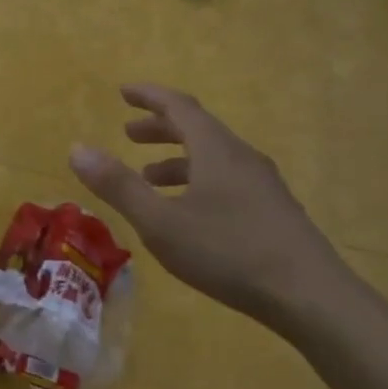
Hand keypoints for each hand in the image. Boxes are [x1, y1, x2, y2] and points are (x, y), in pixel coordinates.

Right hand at [69, 84, 353, 330]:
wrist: (310, 296)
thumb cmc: (228, 252)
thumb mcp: (160, 222)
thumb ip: (119, 186)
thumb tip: (77, 148)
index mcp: (215, 150)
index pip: (179, 106)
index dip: (149, 96)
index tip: (123, 92)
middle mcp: (241, 157)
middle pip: (198, 128)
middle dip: (160, 127)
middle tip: (129, 134)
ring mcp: (263, 185)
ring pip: (213, 157)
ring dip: (177, 159)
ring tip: (150, 178)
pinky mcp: (273, 211)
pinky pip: (227, 179)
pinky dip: (198, 180)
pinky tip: (190, 212)